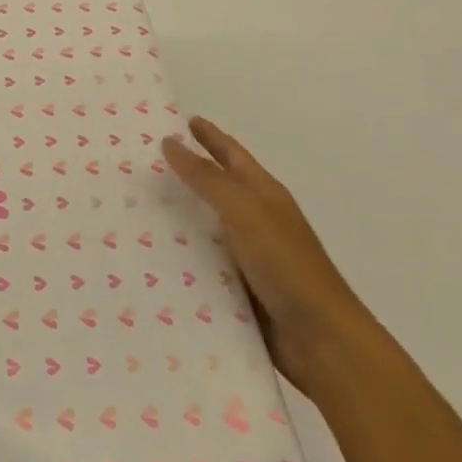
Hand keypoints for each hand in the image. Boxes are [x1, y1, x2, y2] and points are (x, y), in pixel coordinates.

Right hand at [162, 116, 381, 399]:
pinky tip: (153, 256)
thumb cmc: (287, 266)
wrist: (323, 342)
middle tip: (145, 161)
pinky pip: (203, 264)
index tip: (181, 120)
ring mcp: (250, 257)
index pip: (232, 155)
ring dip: (178, 217)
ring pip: (206, 227)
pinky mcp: (240, 290)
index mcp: (265, 195)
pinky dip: (181, 256)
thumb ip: (207, 178)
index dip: (209, 136)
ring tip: (138, 207)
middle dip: (186, 173)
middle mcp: (257, 221)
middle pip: (218, 188)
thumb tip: (170, 141)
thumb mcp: (245, 211)